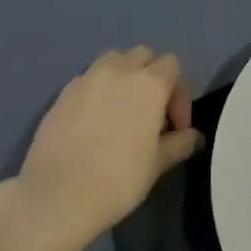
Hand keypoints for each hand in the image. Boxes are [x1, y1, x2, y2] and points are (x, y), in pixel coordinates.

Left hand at [13, 47, 202, 250]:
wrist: (56, 195)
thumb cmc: (117, 180)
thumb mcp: (157, 165)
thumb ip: (179, 144)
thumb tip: (194, 137)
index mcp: (149, 82)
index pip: (173, 66)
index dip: (180, 93)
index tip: (176, 127)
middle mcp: (119, 69)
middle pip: (143, 55)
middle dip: (152, 77)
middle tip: (151, 114)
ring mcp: (87, 78)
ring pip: (113, 61)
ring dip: (124, 77)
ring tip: (122, 111)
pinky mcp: (62, 92)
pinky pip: (88, 79)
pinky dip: (98, 91)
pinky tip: (94, 122)